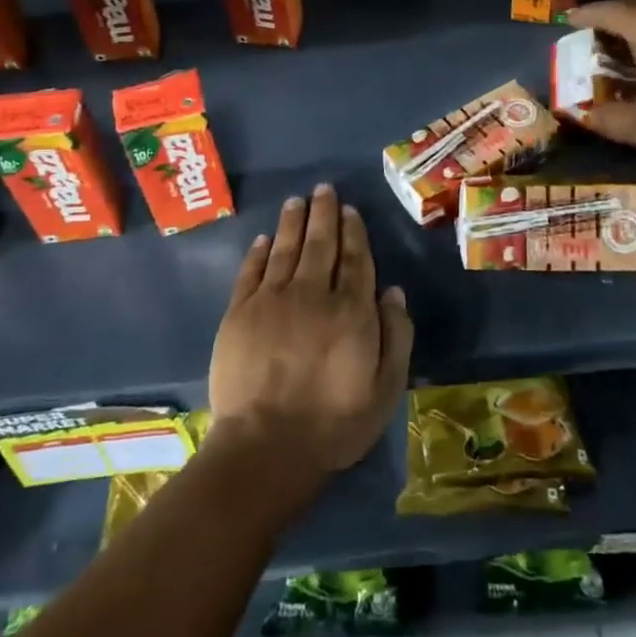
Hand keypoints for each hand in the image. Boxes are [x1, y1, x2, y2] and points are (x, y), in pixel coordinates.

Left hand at [208, 184, 413, 483]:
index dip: (353, 232)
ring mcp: (271, 301)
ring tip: (297, 201)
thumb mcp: (385, 388)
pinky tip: (264, 239)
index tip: (349, 210)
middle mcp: (312, 294)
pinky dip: (258, 252)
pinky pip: (250, 272)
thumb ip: (396, 335)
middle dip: (323, 214)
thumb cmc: (334, 422)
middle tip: (323, 189)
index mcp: (350, 310)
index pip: (355, 260)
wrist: (266, 446)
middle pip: (320, 244)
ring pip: (285, 249)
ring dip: (292, 222)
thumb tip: (394, 291)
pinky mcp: (239, 313)